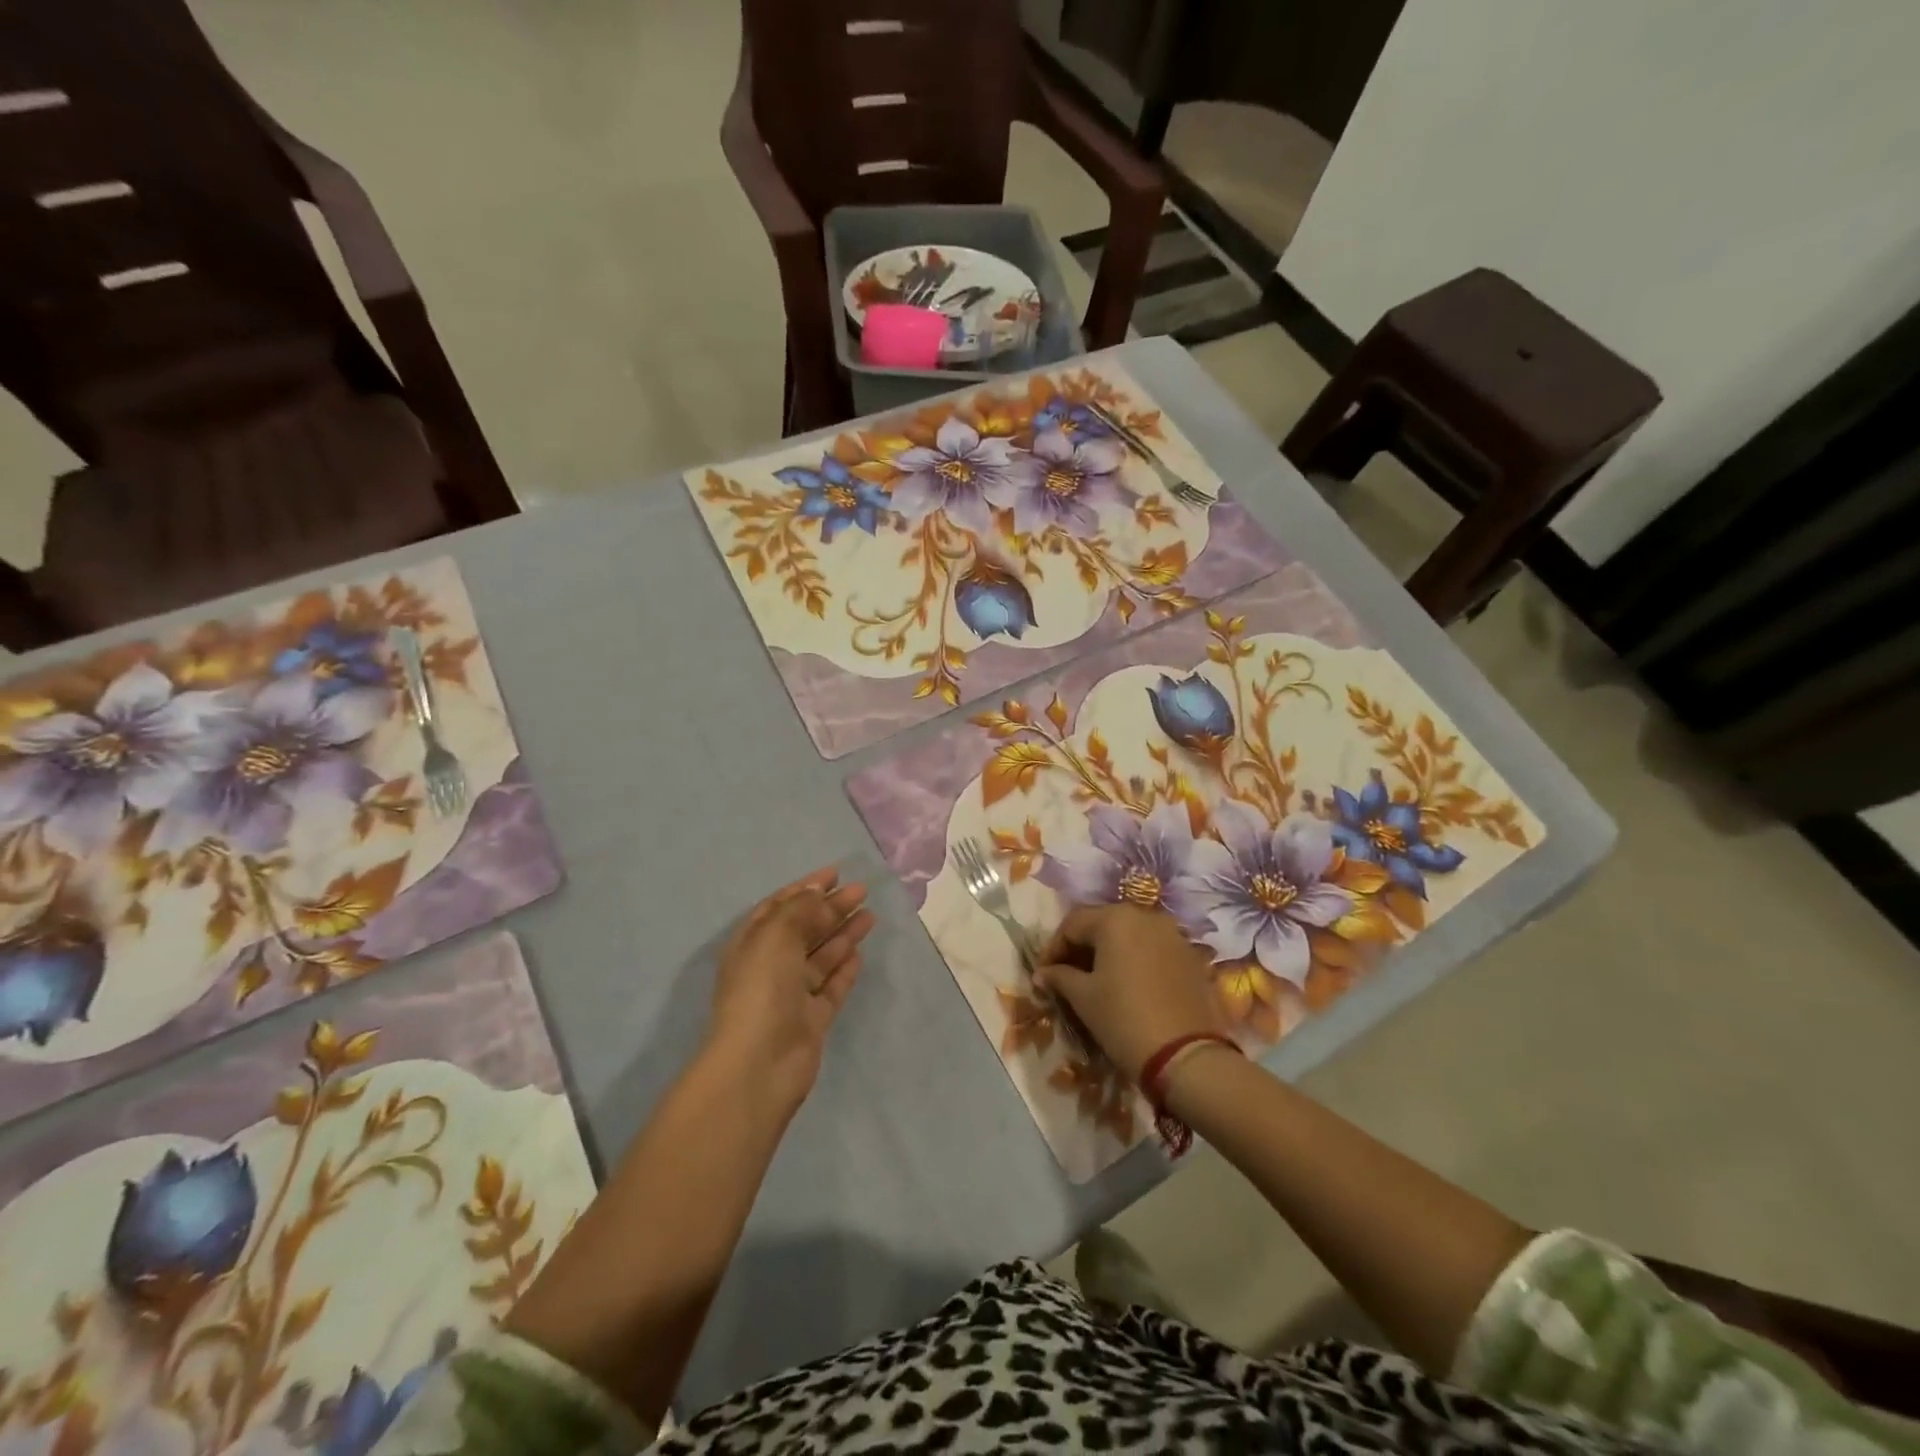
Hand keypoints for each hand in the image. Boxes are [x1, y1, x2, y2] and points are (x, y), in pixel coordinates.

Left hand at [705, 867, 874, 1117]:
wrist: (759, 1064)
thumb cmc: (761, 989)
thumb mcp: (777, 935)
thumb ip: (802, 910)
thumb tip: (820, 892)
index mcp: (752, 943)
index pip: (780, 907)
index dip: (806, 887)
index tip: (836, 872)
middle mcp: (770, 966)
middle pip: (804, 929)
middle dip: (830, 907)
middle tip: (862, 890)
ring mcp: (791, 994)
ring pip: (821, 956)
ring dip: (843, 934)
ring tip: (870, 915)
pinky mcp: (812, 1019)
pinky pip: (831, 986)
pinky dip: (844, 969)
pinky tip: (860, 952)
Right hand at [1037, 904, 1226, 1081]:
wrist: (1186, 1056)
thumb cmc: (1124, 1019)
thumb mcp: (1083, 998)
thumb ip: (1060, 977)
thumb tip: (1042, 973)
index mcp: (1115, 918)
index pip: (1072, 923)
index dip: (1053, 948)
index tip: (1044, 974)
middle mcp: (1146, 916)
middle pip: (1103, 924)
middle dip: (1081, 948)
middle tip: (1065, 976)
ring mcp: (1173, 935)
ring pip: (1129, 936)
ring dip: (1108, 953)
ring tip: (1095, 982)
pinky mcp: (1190, 956)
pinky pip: (1152, 950)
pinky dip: (1134, 961)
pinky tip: (1127, 986)